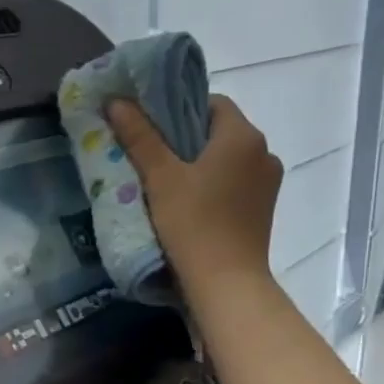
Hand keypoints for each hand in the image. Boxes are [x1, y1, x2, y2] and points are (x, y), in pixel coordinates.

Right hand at [107, 95, 282, 292]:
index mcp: (243, 136)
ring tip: (164, 183)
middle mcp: (264, 152)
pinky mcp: (262, 210)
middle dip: (184, 139)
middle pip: (218, 132)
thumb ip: (140, 137)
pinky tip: (186, 205)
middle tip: (149, 155)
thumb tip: (116, 101)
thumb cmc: (193, 223)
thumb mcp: (160, 177)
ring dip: (198, 165)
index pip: (211, 103)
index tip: (151, 128)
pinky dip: (211, 186)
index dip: (178, 109)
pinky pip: (233, 184)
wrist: (225, 282)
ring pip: (226, 160)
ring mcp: (267, 183)